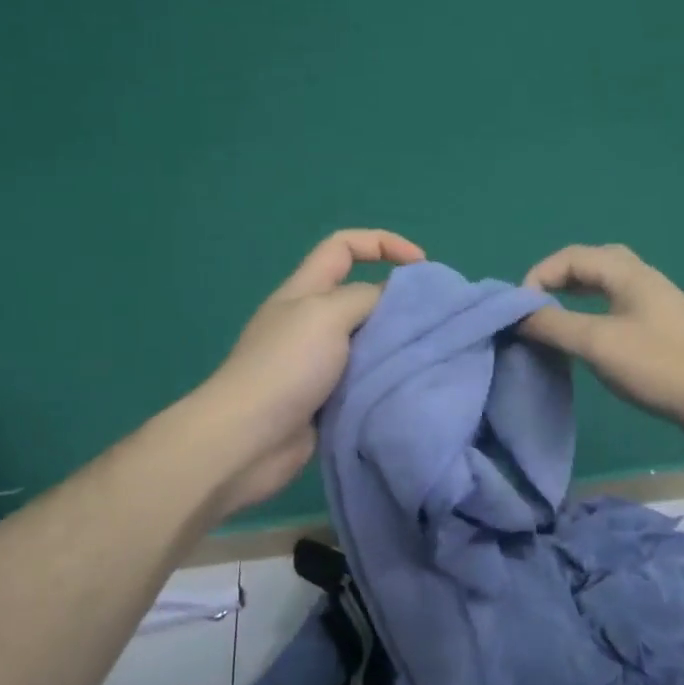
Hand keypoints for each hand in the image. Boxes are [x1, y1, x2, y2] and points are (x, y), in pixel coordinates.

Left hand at [202, 229, 425, 512]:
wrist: (247, 441)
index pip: (344, 246)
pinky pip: (364, 379)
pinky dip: (385, 379)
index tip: (422, 265)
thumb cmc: (285, 366)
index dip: (383, 243)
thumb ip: (365, 297)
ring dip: (395, 345)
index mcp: (305, 290)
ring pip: (367, 340)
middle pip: (361, 295)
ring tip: (431, 354)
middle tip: (436, 319)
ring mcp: (316, 363)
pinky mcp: (325, 400)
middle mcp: (311, 321)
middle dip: (397, 301)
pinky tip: (409, 386)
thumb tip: (393, 299)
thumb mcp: (326, 314)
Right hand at [519, 244, 683, 456]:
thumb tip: (517, 316)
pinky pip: (618, 309)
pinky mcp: (663, 331)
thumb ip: (553, 325)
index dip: (540, 275)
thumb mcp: (597, 343)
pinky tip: (588, 341)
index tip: (520, 310)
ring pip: (607, 287)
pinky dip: (593, 315)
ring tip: (553, 321)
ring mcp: (657, 306)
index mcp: (628, 273)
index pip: (572, 256)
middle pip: (592, 264)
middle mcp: (643, 280)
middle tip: (536, 307)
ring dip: (575, 297)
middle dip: (558, 279)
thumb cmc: (659, 366)